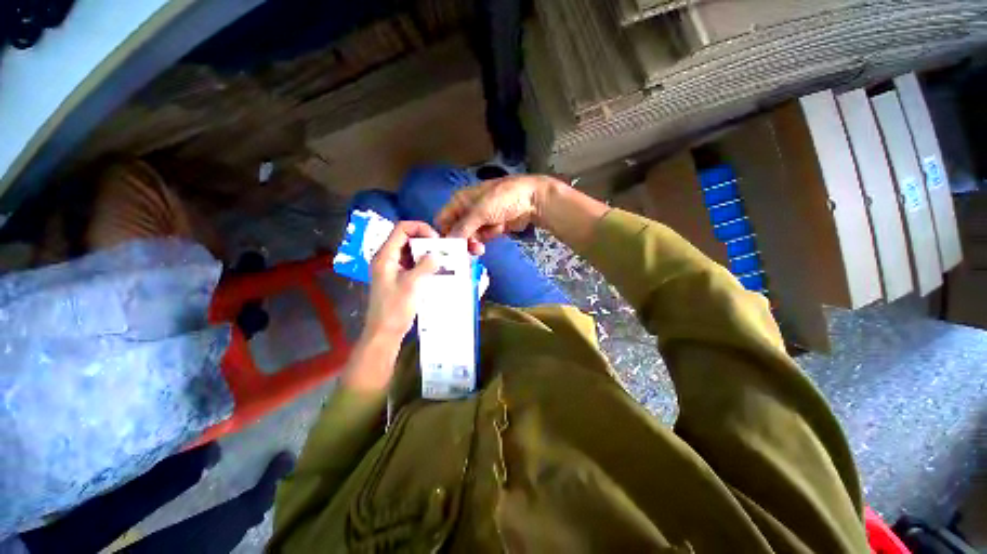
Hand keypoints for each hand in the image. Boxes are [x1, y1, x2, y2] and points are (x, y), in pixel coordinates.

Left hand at [363, 221, 439, 343]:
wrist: (385, 332)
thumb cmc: (395, 309)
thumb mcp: (412, 285)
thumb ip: (425, 266)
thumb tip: (438, 254)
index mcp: (385, 256)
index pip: (401, 229)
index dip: (420, 228)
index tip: (436, 239)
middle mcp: (387, 258)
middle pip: (406, 238)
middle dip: (425, 240)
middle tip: (442, 249)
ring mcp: (392, 268)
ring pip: (410, 251)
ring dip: (425, 252)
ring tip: (442, 258)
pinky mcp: (398, 278)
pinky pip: (412, 263)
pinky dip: (424, 263)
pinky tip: (436, 269)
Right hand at [436, 175, 558, 242]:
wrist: (532, 201)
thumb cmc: (503, 199)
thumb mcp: (480, 211)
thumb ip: (463, 227)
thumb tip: (448, 241)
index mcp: (460, 200)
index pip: (443, 219)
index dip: (443, 233)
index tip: (447, 249)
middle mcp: (467, 210)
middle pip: (456, 231)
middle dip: (460, 242)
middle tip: (467, 251)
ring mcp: (480, 220)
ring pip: (468, 237)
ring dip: (473, 244)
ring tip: (479, 249)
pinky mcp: (491, 228)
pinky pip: (481, 239)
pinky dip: (484, 242)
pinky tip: (487, 242)